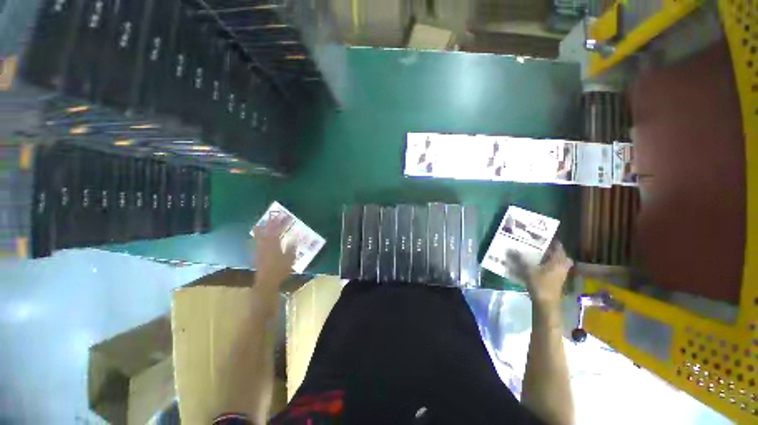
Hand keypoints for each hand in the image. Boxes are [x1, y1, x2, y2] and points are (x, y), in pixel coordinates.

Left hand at [252, 218, 295, 288]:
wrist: (266, 282)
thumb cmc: (280, 270)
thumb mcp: (290, 259)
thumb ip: (292, 248)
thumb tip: (295, 239)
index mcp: (274, 244)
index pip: (277, 230)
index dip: (280, 222)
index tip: (284, 216)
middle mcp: (264, 244)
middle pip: (265, 230)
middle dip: (269, 222)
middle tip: (272, 216)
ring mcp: (259, 249)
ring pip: (258, 235)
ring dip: (261, 228)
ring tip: (263, 223)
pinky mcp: (256, 254)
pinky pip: (256, 241)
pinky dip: (258, 236)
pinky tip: (259, 237)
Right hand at [508, 242, 572, 308]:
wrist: (546, 303)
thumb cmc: (540, 284)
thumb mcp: (528, 270)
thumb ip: (519, 259)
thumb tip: (510, 248)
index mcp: (558, 261)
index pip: (559, 247)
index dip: (553, 241)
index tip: (543, 237)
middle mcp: (562, 267)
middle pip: (562, 256)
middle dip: (553, 251)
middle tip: (542, 247)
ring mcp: (561, 275)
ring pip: (559, 263)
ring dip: (551, 259)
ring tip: (539, 256)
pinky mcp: (557, 281)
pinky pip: (555, 270)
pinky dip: (549, 267)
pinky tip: (538, 267)